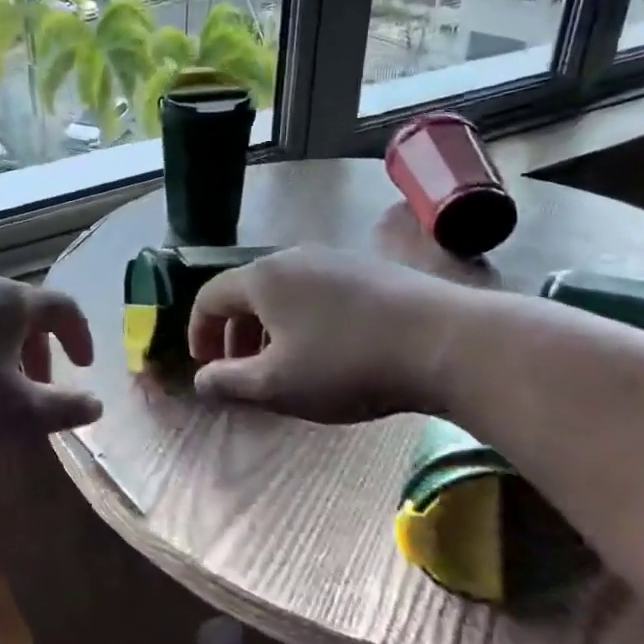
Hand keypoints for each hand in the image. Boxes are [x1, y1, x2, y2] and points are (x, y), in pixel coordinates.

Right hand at [187, 247, 470, 421]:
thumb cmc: (346, 364)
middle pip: (247, 292)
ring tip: (283, 364)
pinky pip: (318, 292)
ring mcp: (335, 259)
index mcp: (262, 278)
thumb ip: (229, 383)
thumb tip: (201, 380)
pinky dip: (304, 319)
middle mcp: (293, 257)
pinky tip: (329, 349)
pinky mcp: (370, 270)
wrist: (445, 342)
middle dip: (235, 333)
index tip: (205, 366)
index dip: (198, 332)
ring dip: (270, 328)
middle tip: (240, 371)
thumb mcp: (277, 385)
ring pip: (284, 292)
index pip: (209, 297)